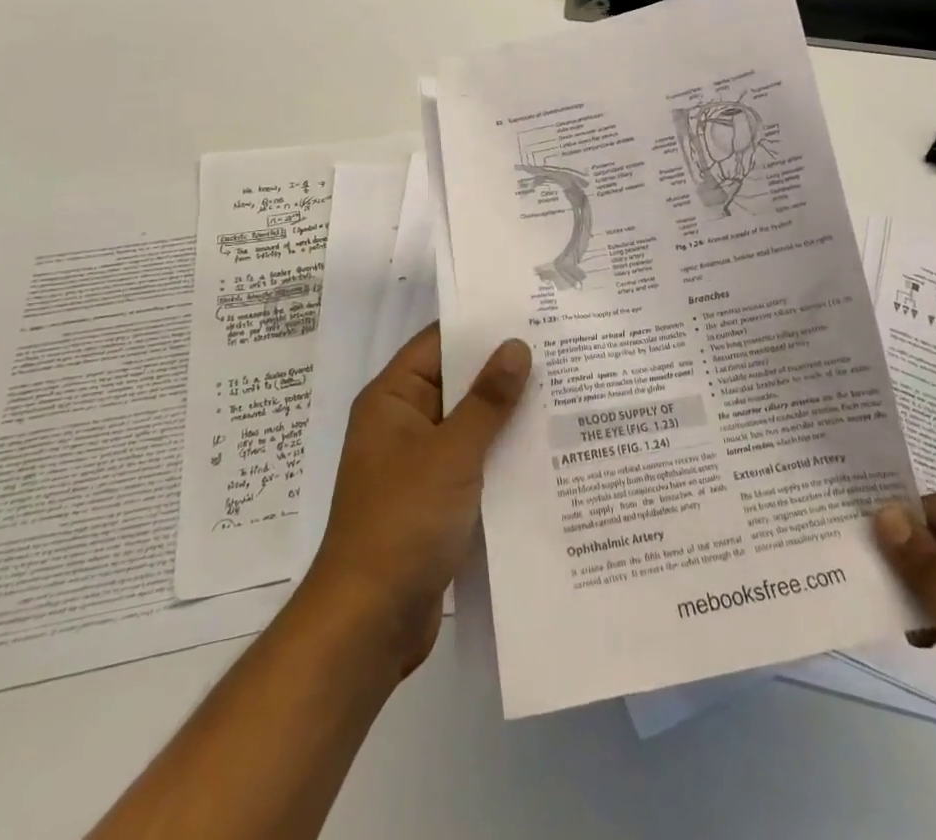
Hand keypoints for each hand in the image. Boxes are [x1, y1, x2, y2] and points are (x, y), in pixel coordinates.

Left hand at [302, 324, 530, 677]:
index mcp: (392, 399)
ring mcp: (419, 463)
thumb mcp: (451, 454)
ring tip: (565, 393)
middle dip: (503, 371)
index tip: (530, 312)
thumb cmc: (403, 522)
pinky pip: (473, 462)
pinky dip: (502, 454)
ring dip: (508, 415)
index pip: (438, 343)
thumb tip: (516, 345)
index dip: (480, 326)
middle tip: (560, 350)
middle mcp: (403, 423)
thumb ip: (487, 400)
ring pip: (469, 424)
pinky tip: (547, 450)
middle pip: (457, 382)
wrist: (369, 622)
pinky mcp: (436, 499)